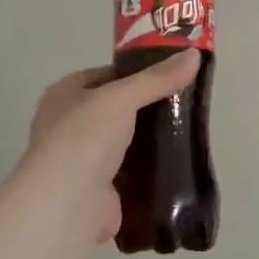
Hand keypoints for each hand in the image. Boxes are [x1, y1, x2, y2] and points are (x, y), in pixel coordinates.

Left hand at [21, 51, 201, 246]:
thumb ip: (157, 78)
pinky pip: (130, 171)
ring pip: (124, 141)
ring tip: (187, 130)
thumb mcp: (122, 98)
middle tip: (185, 103)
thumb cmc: (84, 139)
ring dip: (149, 139)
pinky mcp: (99, 189)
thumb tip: (194, 54)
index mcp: (64, 95)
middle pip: (116, 108)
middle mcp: (68, 125)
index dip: (137, 72)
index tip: (172, 74)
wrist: (67, 204)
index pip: (106, 75)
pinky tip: (176, 162)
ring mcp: (83, 159)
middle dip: (147, 107)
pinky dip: (149, 168)